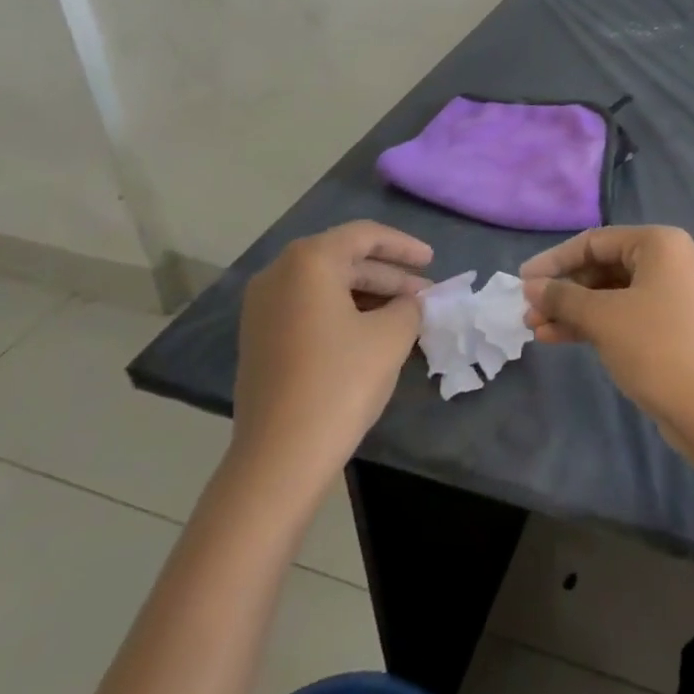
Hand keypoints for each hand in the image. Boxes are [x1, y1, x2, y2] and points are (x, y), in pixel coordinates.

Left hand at [231, 222, 433, 482]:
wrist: (278, 457)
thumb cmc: (340, 382)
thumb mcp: (390, 337)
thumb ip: (410, 307)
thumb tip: (413, 302)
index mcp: (308, 262)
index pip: (364, 235)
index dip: (403, 246)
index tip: (432, 261)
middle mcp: (278, 274)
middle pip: (344, 259)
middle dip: (388, 275)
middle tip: (425, 295)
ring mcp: (263, 308)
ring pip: (326, 285)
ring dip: (369, 295)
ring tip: (406, 315)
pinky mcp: (260, 339)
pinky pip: (309, 308)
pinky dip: (344, 312)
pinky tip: (373, 333)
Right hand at [521, 226, 693, 436]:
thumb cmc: (656, 347)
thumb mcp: (603, 317)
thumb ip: (563, 297)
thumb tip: (531, 287)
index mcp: (660, 244)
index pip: (595, 242)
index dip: (554, 260)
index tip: (522, 280)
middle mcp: (669, 261)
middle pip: (603, 267)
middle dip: (563, 290)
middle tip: (528, 310)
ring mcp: (672, 295)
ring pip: (610, 294)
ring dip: (573, 310)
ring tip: (534, 329)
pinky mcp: (670, 327)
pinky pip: (623, 314)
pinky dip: (593, 324)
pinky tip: (558, 338)